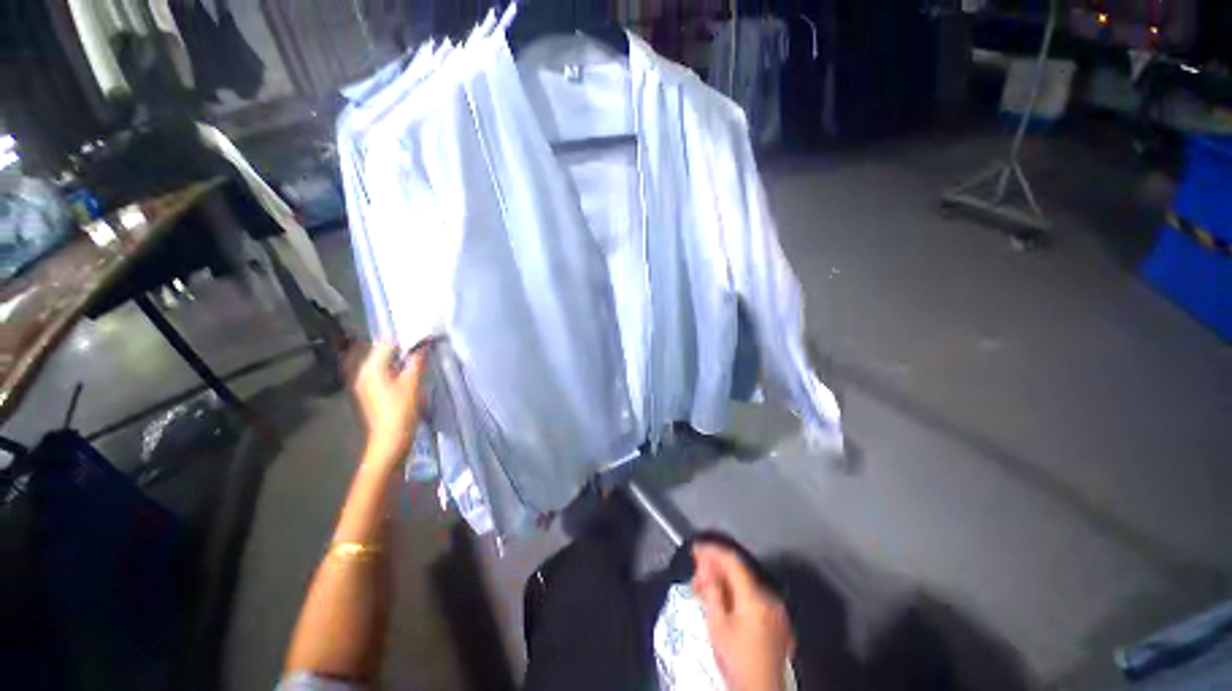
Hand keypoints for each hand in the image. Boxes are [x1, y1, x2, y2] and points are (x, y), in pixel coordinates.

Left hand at [353, 342, 428, 463]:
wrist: (390, 440)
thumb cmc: (401, 410)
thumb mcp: (412, 383)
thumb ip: (417, 361)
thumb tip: (423, 344)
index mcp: (371, 368)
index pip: (386, 343)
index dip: (405, 338)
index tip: (423, 336)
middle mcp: (363, 373)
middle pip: (383, 352)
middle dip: (403, 348)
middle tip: (424, 346)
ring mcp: (366, 384)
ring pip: (384, 363)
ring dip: (401, 359)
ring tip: (421, 358)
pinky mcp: (372, 394)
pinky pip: (384, 374)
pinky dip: (397, 370)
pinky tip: (411, 374)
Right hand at [693, 543, 793, 690]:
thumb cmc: (737, 662)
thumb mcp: (717, 627)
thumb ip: (711, 591)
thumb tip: (705, 566)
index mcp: (755, 597)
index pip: (732, 560)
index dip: (712, 551)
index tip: (696, 549)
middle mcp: (769, 598)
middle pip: (739, 572)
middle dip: (715, 569)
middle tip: (696, 576)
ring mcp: (776, 610)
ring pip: (746, 585)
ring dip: (725, 582)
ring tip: (705, 590)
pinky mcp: (778, 622)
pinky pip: (754, 598)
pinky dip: (737, 595)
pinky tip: (724, 602)